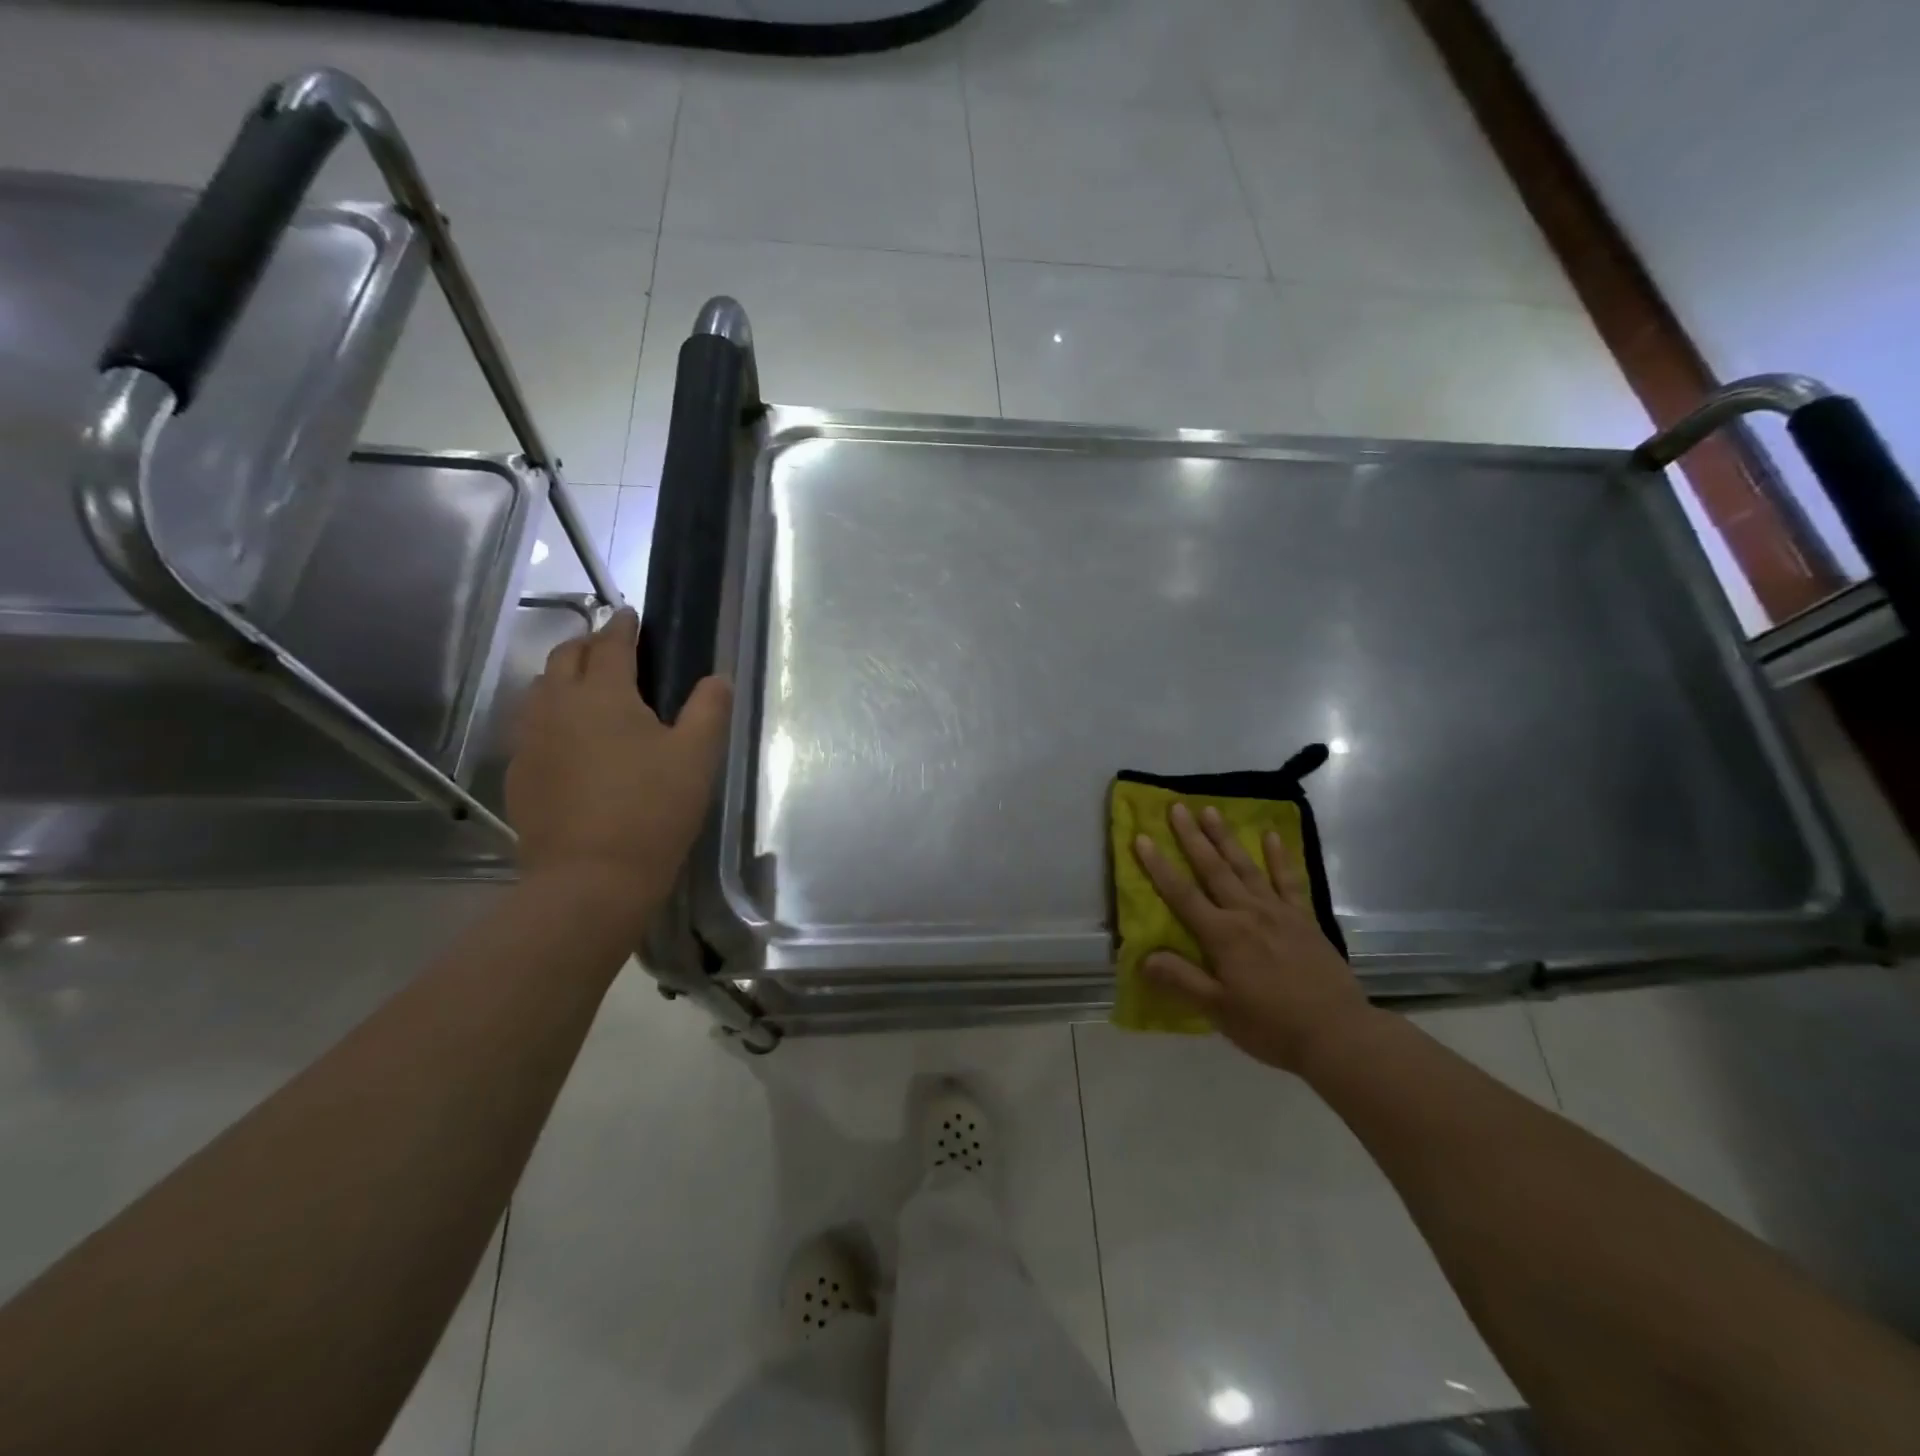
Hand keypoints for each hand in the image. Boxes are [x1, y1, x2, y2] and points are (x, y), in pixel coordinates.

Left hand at [506, 608, 732, 914]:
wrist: (590, 879)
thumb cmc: (653, 809)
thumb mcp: (696, 757)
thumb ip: (709, 709)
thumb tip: (718, 678)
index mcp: (604, 694)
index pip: (611, 644)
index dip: (623, 626)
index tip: (631, 615)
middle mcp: (557, 706)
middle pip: (565, 658)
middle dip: (588, 644)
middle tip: (611, 649)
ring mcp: (531, 741)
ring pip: (539, 691)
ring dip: (563, 678)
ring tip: (587, 688)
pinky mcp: (519, 774)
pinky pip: (530, 727)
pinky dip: (550, 715)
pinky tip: (568, 739)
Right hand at [1133, 802, 1376, 1074]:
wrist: (1339, 1034)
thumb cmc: (1271, 1025)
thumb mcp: (1219, 1010)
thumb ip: (1182, 979)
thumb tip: (1144, 956)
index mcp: (1222, 936)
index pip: (1182, 895)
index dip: (1159, 866)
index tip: (1141, 838)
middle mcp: (1247, 914)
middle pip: (1213, 869)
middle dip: (1192, 837)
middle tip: (1177, 807)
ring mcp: (1278, 912)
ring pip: (1245, 866)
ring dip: (1225, 837)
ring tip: (1211, 810)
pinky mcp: (1304, 918)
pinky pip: (1288, 880)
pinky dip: (1279, 856)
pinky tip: (1271, 835)